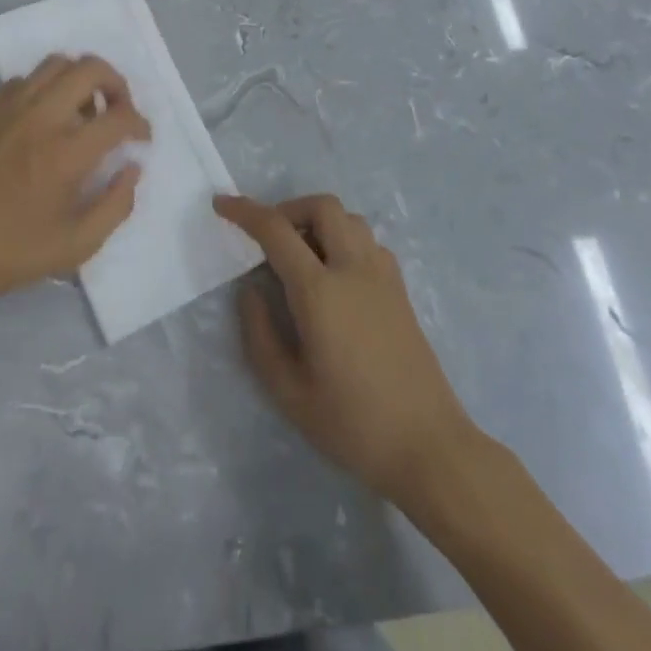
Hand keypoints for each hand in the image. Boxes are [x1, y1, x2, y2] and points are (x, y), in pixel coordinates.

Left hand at [0, 55, 149, 303]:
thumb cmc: (6, 252)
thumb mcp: (73, 247)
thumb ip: (115, 206)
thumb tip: (132, 168)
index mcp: (66, 153)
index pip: (120, 117)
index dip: (140, 124)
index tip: (140, 139)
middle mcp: (40, 117)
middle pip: (90, 68)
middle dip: (116, 84)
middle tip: (117, 111)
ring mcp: (6, 106)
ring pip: (56, 63)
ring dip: (79, 81)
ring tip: (80, 111)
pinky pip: (23, 80)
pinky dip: (43, 91)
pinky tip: (40, 122)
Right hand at [215, 193, 475, 500]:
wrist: (429, 446)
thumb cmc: (353, 424)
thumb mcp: (288, 392)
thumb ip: (260, 334)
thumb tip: (250, 290)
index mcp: (320, 292)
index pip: (276, 231)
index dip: (245, 212)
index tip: (221, 204)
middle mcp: (353, 269)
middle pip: (322, 207)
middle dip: (288, 208)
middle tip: (268, 237)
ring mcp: (383, 276)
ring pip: (349, 219)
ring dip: (319, 221)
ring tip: (300, 255)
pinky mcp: (400, 290)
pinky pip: (368, 242)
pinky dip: (344, 240)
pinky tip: (335, 275)